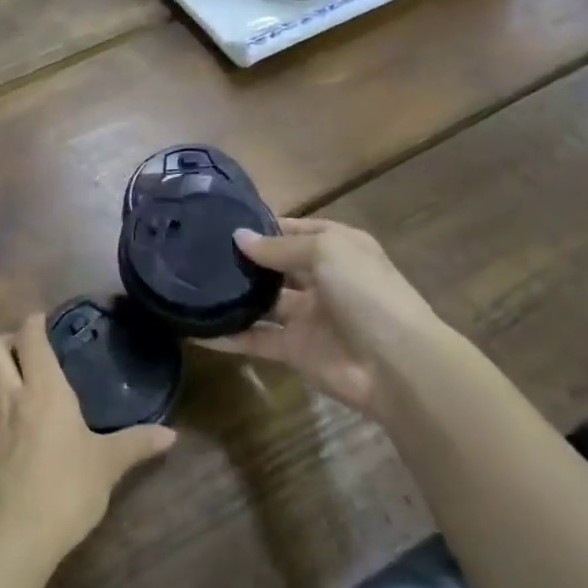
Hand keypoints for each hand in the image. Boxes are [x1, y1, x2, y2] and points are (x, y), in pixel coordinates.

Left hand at [0, 314, 175, 563]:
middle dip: (3, 342)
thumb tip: (172, 435)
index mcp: (45, 390)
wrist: (20, 535)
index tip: (40, 321)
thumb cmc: (70, 489)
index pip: (31, 339)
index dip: (32, 324)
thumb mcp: (109, 464)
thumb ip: (137, 443)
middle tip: (18, 351)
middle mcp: (10, 396)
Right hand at [201, 218, 455, 412]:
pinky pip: (256, 338)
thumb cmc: (366, 292)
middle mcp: (321, 278)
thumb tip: (238, 238)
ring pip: (262, 302)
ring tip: (189, 284)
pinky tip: (196, 331)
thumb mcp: (326, 252)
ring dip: (233, 296)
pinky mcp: (295, 350)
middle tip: (196, 251)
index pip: (294, 230)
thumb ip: (279, 247)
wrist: (398, 365)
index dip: (262, 226)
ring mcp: (307, 316)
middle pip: (275, 265)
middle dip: (243, 259)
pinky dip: (228, 336)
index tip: (221, 222)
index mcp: (337, 248)